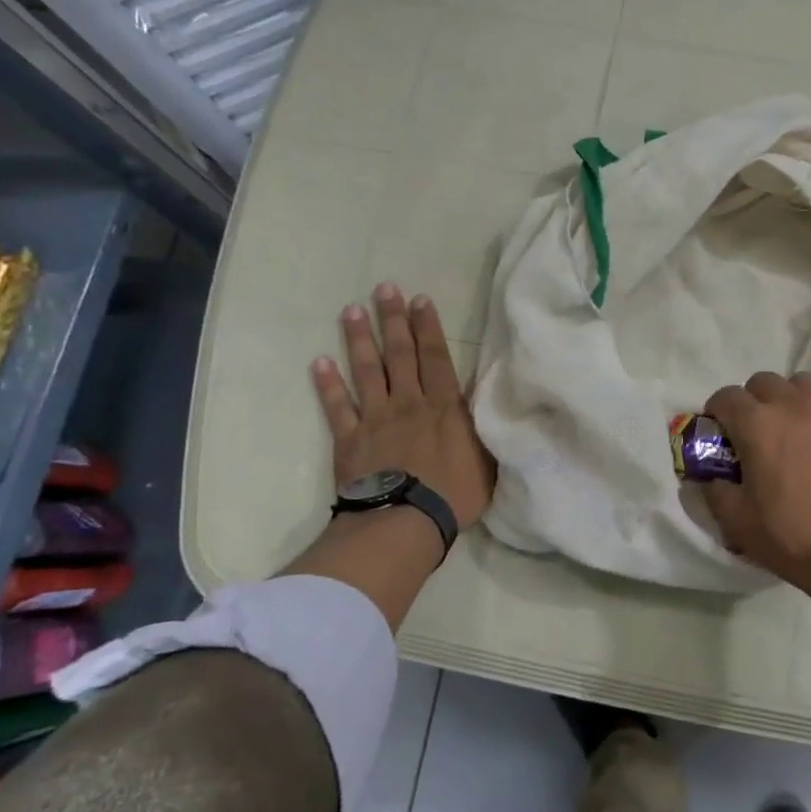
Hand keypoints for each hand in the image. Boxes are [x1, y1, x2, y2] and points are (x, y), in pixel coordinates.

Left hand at [311, 284, 494, 527]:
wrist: (405, 521)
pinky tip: (319, 362)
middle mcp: (410, 403)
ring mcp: (376, 419)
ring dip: (359, 340)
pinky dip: (327, 385)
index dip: (428, 327)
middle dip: (393, 320)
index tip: (419, 299)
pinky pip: (337, 407)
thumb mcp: (488, 461)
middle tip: (384, 290)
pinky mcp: (350, 440)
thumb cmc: (455, 495)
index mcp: (445, 407)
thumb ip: (483, 430)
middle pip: (400, 354)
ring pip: (367, 371)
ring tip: (351, 311)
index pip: (436, 358)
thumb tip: (491, 409)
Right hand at [699, 372, 810, 599]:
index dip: (717, 411)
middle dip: (753, 400)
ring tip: (793, 430)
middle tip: (755, 432)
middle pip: (764, 382)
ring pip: (804, 385)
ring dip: (790, 400)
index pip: (726, 397)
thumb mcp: (737, 523)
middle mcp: (795, 406)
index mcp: (758, 424)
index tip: (719, 431)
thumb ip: (716, 492)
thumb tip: (713, 478)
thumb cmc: (794, 537)